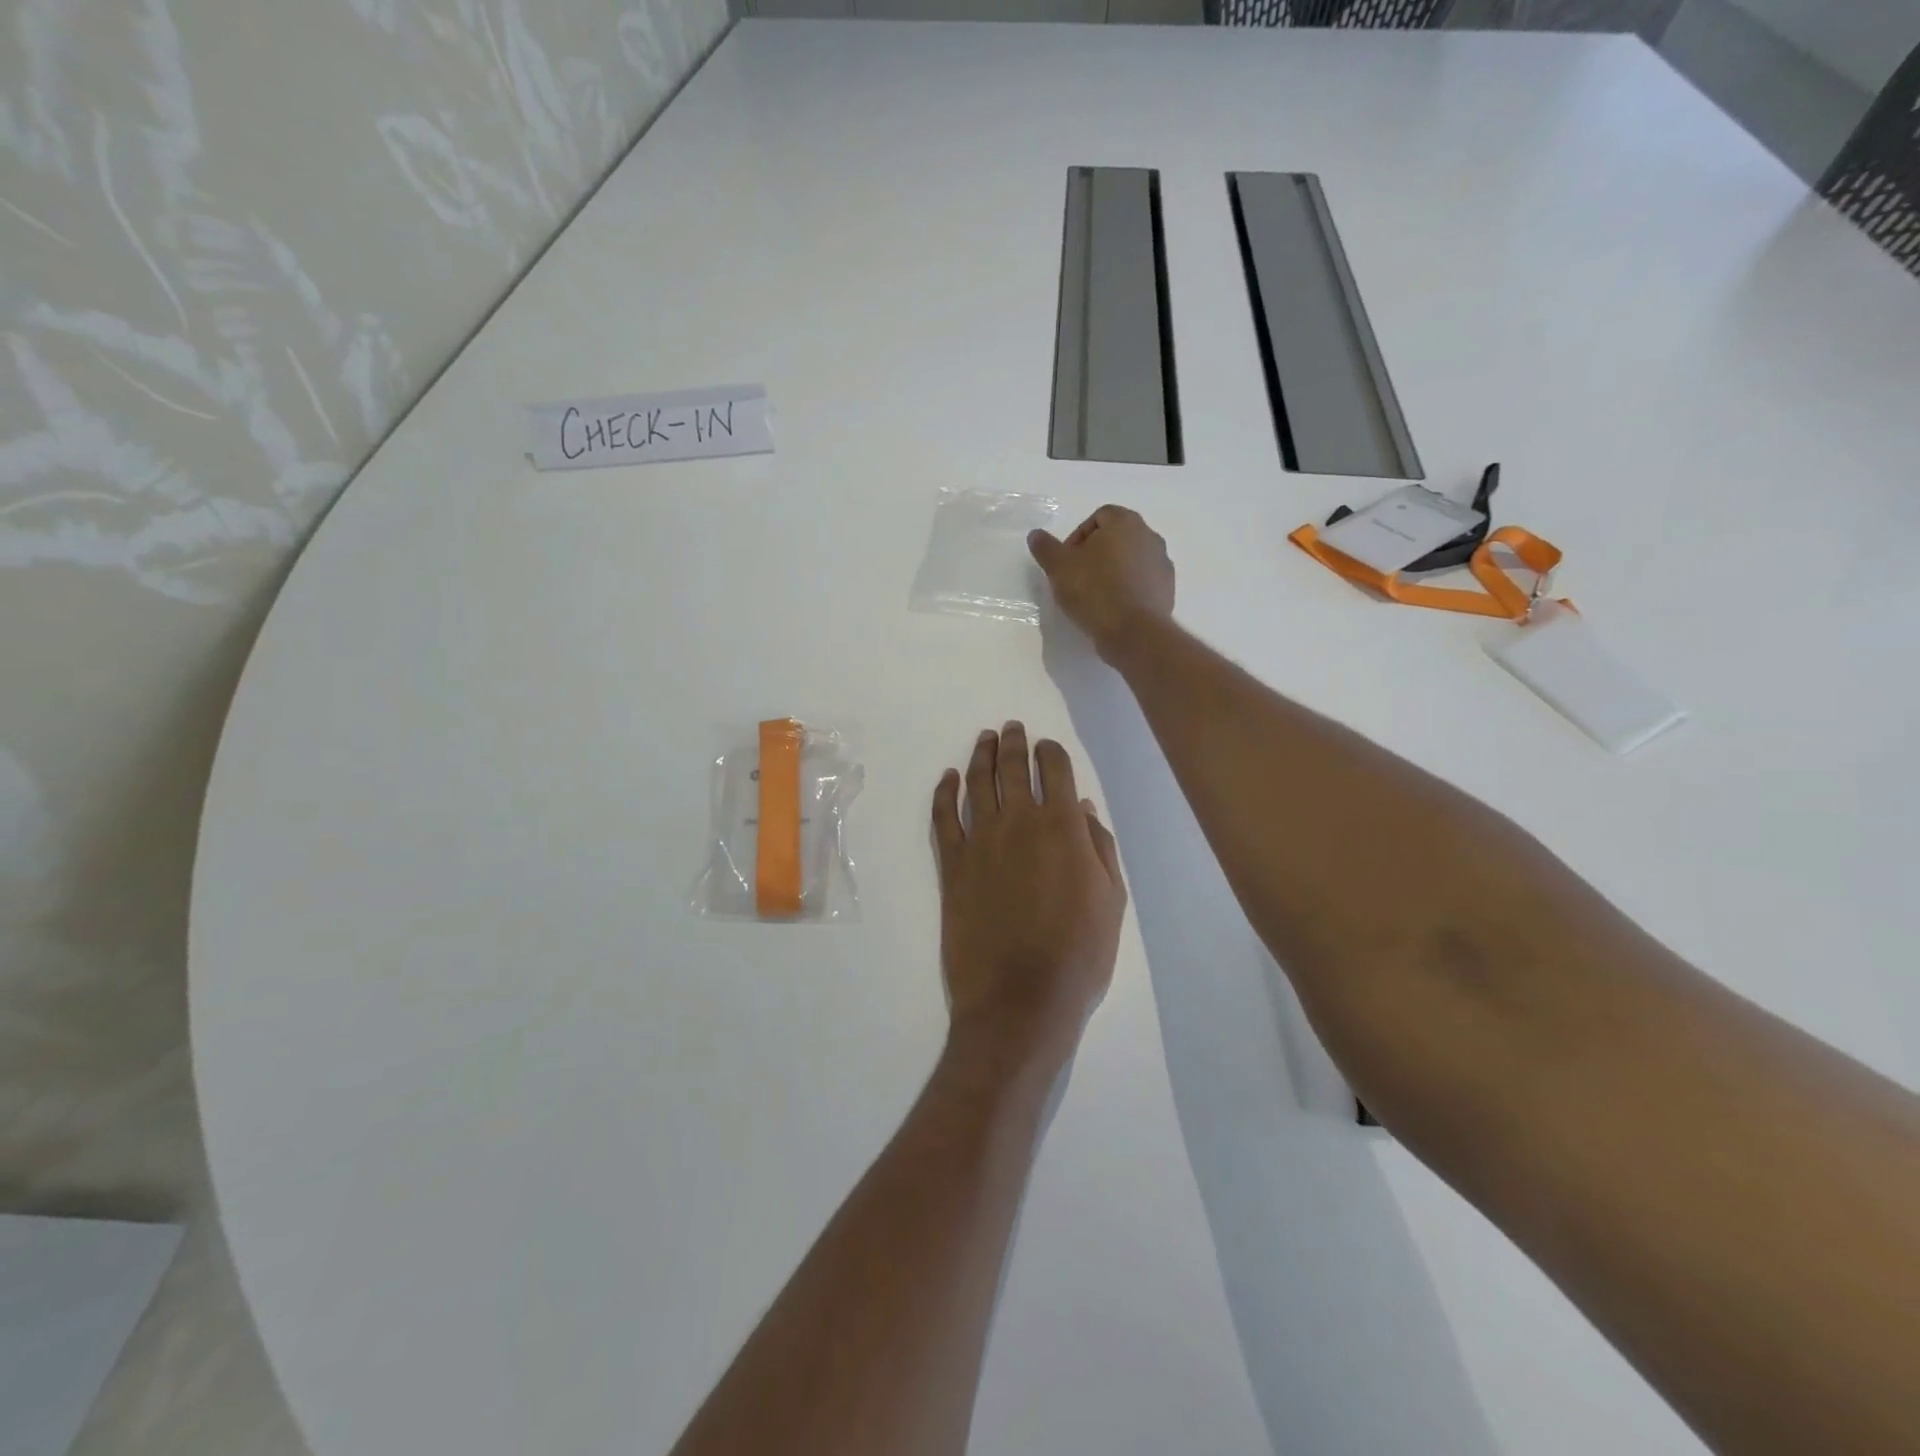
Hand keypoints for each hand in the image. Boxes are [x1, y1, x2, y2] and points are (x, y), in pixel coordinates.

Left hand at [931, 724, 1126, 1072]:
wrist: (1020, 998)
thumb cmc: (1078, 953)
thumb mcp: (1111, 900)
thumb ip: (1098, 846)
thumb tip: (1082, 806)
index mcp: (1062, 827)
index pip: (1055, 771)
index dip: (1051, 752)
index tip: (1048, 746)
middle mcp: (1018, 823)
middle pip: (1013, 768)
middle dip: (1014, 743)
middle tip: (1011, 727)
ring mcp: (980, 842)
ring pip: (977, 784)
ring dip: (981, 756)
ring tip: (985, 739)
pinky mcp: (951, 865)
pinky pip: (943, 817)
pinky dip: (944, 792)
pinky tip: (948, 778)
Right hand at [1027, 506, 1174, 662]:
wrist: (1134, 632)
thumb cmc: (1094, 591)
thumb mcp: (1059, 568)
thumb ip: (1046, 548)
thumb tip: (1036, 534)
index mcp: (1125, 522)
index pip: (1099, 517)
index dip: (1078, 537)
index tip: (1066, 561)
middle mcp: (1149, 536)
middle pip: (1117, 538)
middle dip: (1096, 553)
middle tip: (1077, 577)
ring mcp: (1162, 563)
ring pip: (1131, 560)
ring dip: (1113, 571)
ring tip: (1094, 596)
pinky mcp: (1167, 589)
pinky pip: (1142, 581)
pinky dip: (1127, 588)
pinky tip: (1113, 609)